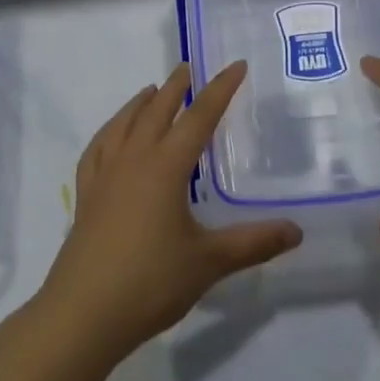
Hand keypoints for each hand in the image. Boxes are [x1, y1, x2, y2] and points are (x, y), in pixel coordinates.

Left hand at [37, 62, 302, 359]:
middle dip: (175, 88)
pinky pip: (96, 151)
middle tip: (188, 68)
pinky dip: (108, 133)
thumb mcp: (208, 262)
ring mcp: (104, 178)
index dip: (219, 90)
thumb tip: (296, 231)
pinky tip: (112, 137)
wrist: (83, 314)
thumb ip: (253, 243)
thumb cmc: (150, 282)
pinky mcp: (85, 197)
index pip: (199, 118)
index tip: (235, 66)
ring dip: (139, 104)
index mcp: (165, 168)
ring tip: (150, 91)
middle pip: (155, 112)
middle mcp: (133, 162)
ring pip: (122, 126)